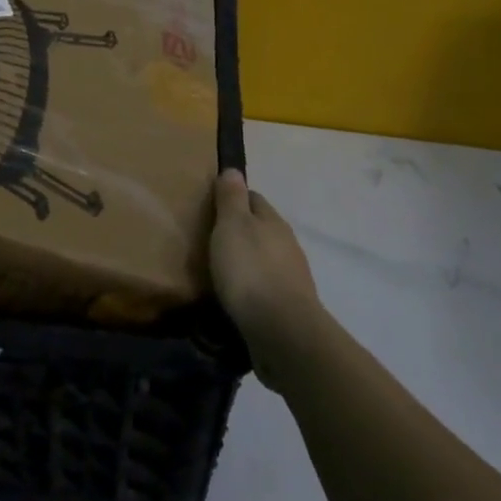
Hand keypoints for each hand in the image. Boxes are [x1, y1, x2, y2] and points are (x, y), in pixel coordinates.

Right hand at [211, 169, 320, 385]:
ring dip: (246, 261)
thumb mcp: (232, 226)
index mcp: (273, 221)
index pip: (253, 198)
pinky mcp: (288, 306)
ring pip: (264, 259)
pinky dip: (251, 287)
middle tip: (210, 239)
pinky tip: (235, 296)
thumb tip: (233, 169)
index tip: (211, 206)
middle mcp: (287, 245)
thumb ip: (231, 199)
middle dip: (239, 232)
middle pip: (261, 229)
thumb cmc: (250, 270)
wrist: (282, 331)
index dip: (233, 198)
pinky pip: (265, 287)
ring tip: (219, 270)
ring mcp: (291, 277)